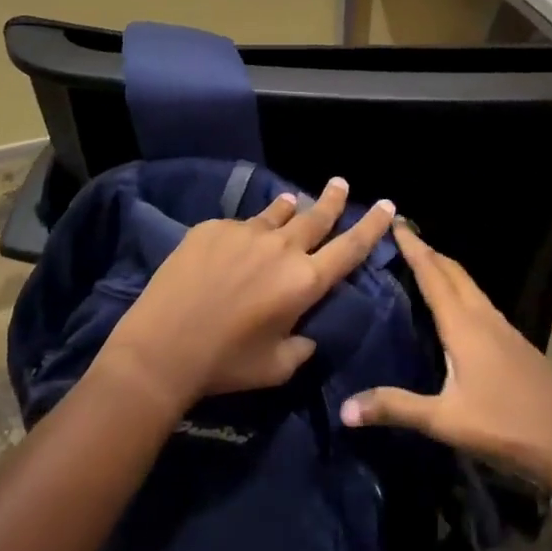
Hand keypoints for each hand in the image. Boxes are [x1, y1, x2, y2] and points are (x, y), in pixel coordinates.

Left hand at [102, 178, 395, 409]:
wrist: (163, 346)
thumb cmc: (226, 364)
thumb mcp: (277, 367)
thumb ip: (302, 346)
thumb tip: (307, 331)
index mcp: (304, 282)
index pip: (350, 248)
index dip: (373, 226)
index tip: (388, 205)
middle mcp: (281, 248)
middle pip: (316, 216)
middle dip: (333, 199)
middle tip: (341, 183)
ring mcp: (245, 232)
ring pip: (277, 213)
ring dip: (291, 207)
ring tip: (294, 201)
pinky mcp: (213, 227)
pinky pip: (240, 225)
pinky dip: (248, 230)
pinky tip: (237, 243)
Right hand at [340, 222, 551, 486]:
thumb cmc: (504, 426)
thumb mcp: (444, 421)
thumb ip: (396, 408)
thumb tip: (345, 408)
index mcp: (463, 324)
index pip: (432, 274)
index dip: (413, 247)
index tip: (395, 220)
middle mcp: (483, 316)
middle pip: (453, 272)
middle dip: (428, 251)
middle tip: (404, 236)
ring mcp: (503, 328)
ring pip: (469, 285)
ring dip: (446, 269)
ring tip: (425, 264)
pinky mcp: (516, 342)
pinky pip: (480, 302)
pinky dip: (461, 290)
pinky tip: (457, 308)